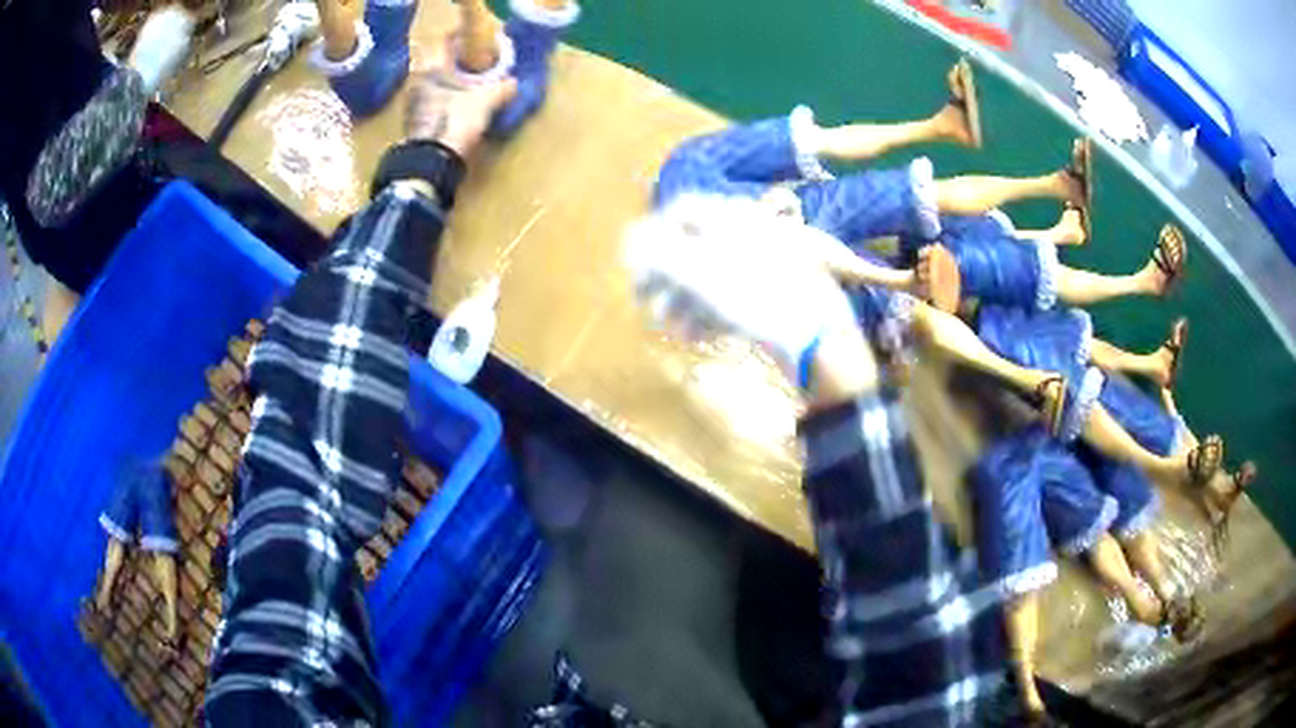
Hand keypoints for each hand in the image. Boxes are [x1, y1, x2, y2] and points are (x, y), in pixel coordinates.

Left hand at [404, 35, 517, 156]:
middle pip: (441, 63)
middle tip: (482, 64)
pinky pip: (435, 103)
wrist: (432, 164)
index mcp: (430, 68)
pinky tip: (463, 108)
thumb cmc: (455, 121)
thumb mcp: (485, 101)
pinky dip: (448, 101)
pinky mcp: (415, 124)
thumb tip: (513, 84)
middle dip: (461, 63)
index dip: (464, 38)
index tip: (481, 41)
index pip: (446, 41)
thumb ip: (501, 88)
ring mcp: (413, 105)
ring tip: (476, 87)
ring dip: (455, 84)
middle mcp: (417, 82)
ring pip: (437, 84)